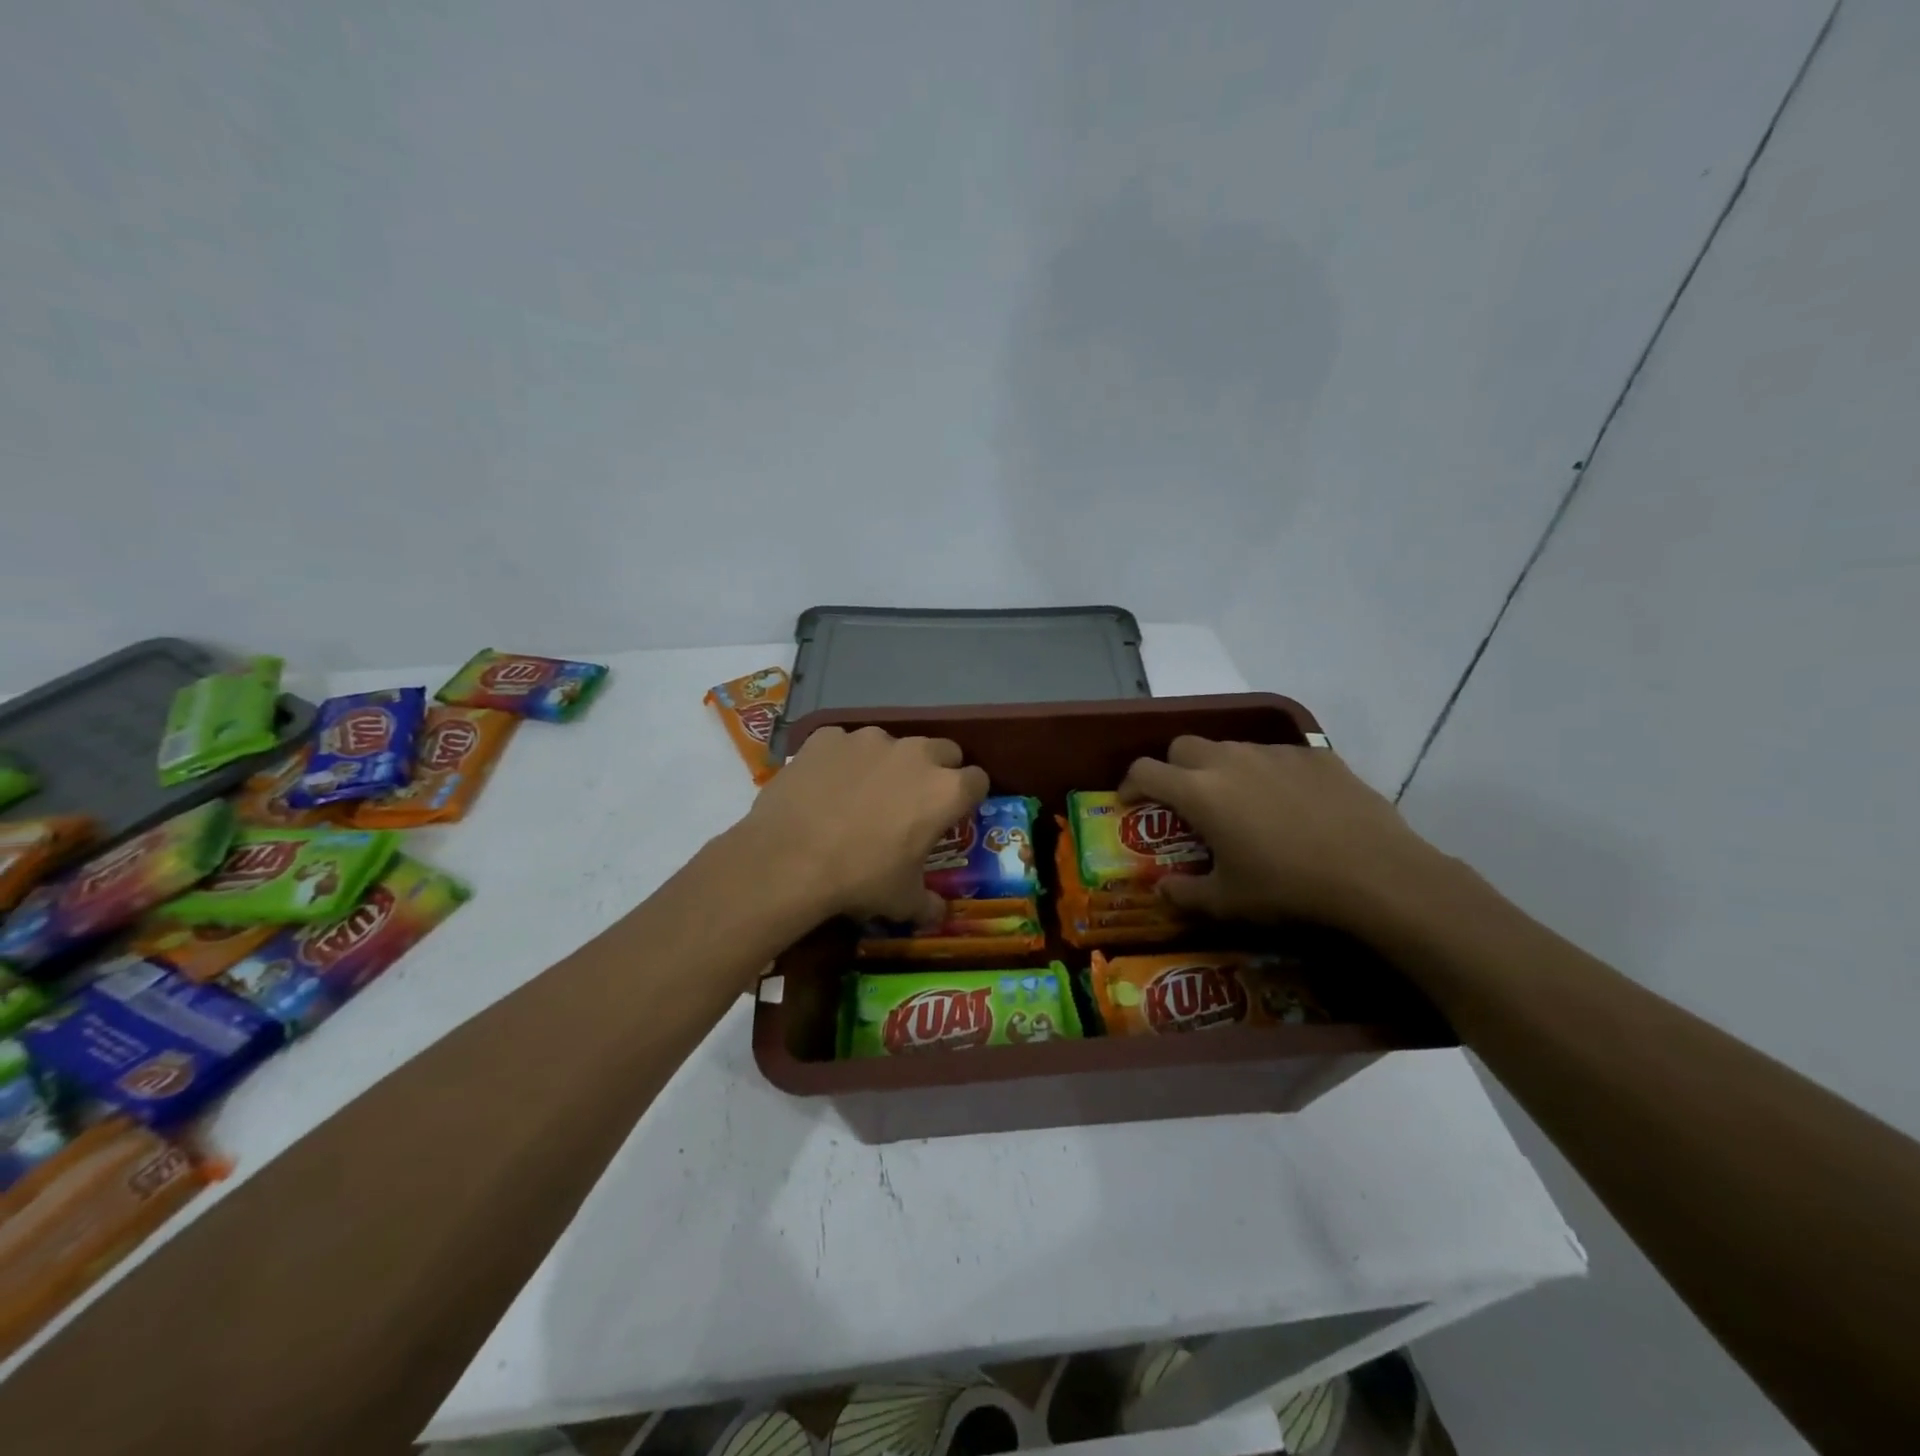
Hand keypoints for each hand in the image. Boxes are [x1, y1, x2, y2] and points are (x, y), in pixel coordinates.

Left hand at [742, 726, 988, 923]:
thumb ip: (927, 903)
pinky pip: (843, 744)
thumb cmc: (859, 878)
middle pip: (942, 751)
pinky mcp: (828, 737)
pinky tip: (823, 788)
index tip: (954, 813)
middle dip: (935, 771)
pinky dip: (840, 761)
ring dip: (886, 764)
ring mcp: (868, 739)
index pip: (978, 780)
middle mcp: (914, 754)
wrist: (788, 859)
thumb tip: (938, 914)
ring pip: (891, 744)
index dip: (968, 797)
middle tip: (912, 801)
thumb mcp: (901, 900)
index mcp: (945, 790)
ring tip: (860, 795)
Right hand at [1118, 737, 1448, 931]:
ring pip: (1230, 748)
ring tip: (1240, 803)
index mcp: (1200, 792)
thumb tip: (1162, 891)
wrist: (1375, 874)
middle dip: (1173, 768)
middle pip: (1183, 746)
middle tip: (1184, 800)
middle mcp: (1229, 760)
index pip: (1145, 771)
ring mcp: (1274, 753)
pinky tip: (1290, 804)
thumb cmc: (1288, 888)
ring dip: (1220, 769)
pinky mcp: (1314, 754)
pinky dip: (1267, 773)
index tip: (1130, 801)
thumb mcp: (1228, 902)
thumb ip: (1185, 894)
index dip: (1130, 784)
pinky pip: (1275, 755)